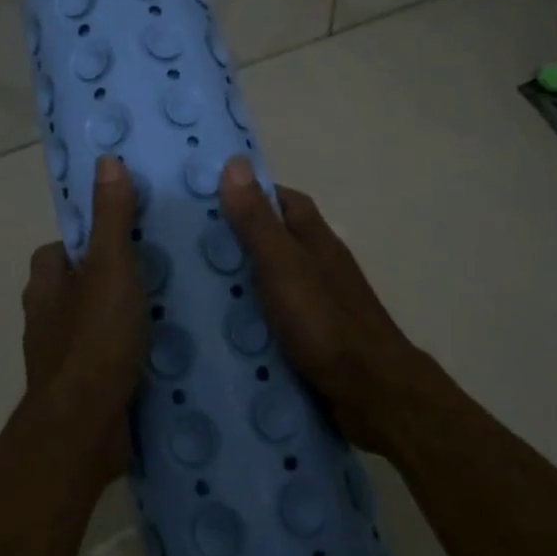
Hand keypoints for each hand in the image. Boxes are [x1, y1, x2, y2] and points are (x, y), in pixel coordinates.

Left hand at [20, 155, 147, 486]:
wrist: (86, 428)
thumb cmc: (95, 339)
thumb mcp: (110, 268)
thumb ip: (111, 218)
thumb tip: (106, 160)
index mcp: (45, 286)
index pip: (58, 250)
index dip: (87, 240)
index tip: (126, 236)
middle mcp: (46, 320)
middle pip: (77, 288)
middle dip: (110, 281)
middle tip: (161, 270)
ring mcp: (63, 359)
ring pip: (93, 325)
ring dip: (122, 319)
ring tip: (172, 309)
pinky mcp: (84, 391)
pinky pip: (108, 360)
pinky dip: (129, 354)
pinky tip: (164, 354)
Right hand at [216, 157, 444, 455]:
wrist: (372, 393)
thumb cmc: (325, 322)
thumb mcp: (283, 265)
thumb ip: (257, 221)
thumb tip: (235, 162)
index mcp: (315, 240)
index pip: (282, 201)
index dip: (249, 194)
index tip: (206, 199)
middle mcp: (318, 266)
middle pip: (275, 241)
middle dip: (235, 241)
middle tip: (184, 249)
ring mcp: (317, 305)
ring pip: (272, 282)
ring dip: (239, 283)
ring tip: (189, 289)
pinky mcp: (312, 340)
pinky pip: (273, 319)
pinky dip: (249, 320)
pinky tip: (220, 331)